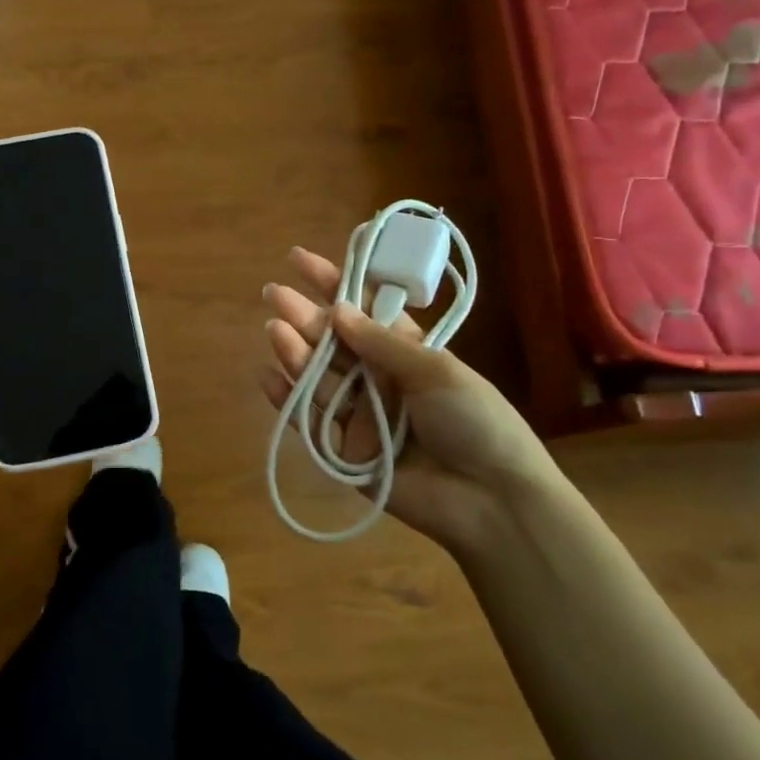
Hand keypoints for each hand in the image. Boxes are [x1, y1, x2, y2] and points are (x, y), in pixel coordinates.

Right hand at [261, 247, 557, 543]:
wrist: (492, 500)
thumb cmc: (475, 421)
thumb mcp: (436, 370)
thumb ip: (383, 343)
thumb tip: (337, 309)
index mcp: (407, 352)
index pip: (362, 310)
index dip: (333, 283)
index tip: (300, 260)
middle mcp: (378, 378)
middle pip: (333, 341)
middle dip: (304, 315)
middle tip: (273, 293)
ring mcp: (359, 414)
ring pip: (318, 376)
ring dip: (294, 351)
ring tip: (274, 327)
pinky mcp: (344, 452)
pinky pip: (308, 421)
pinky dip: (287, 399)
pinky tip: (268, 375)